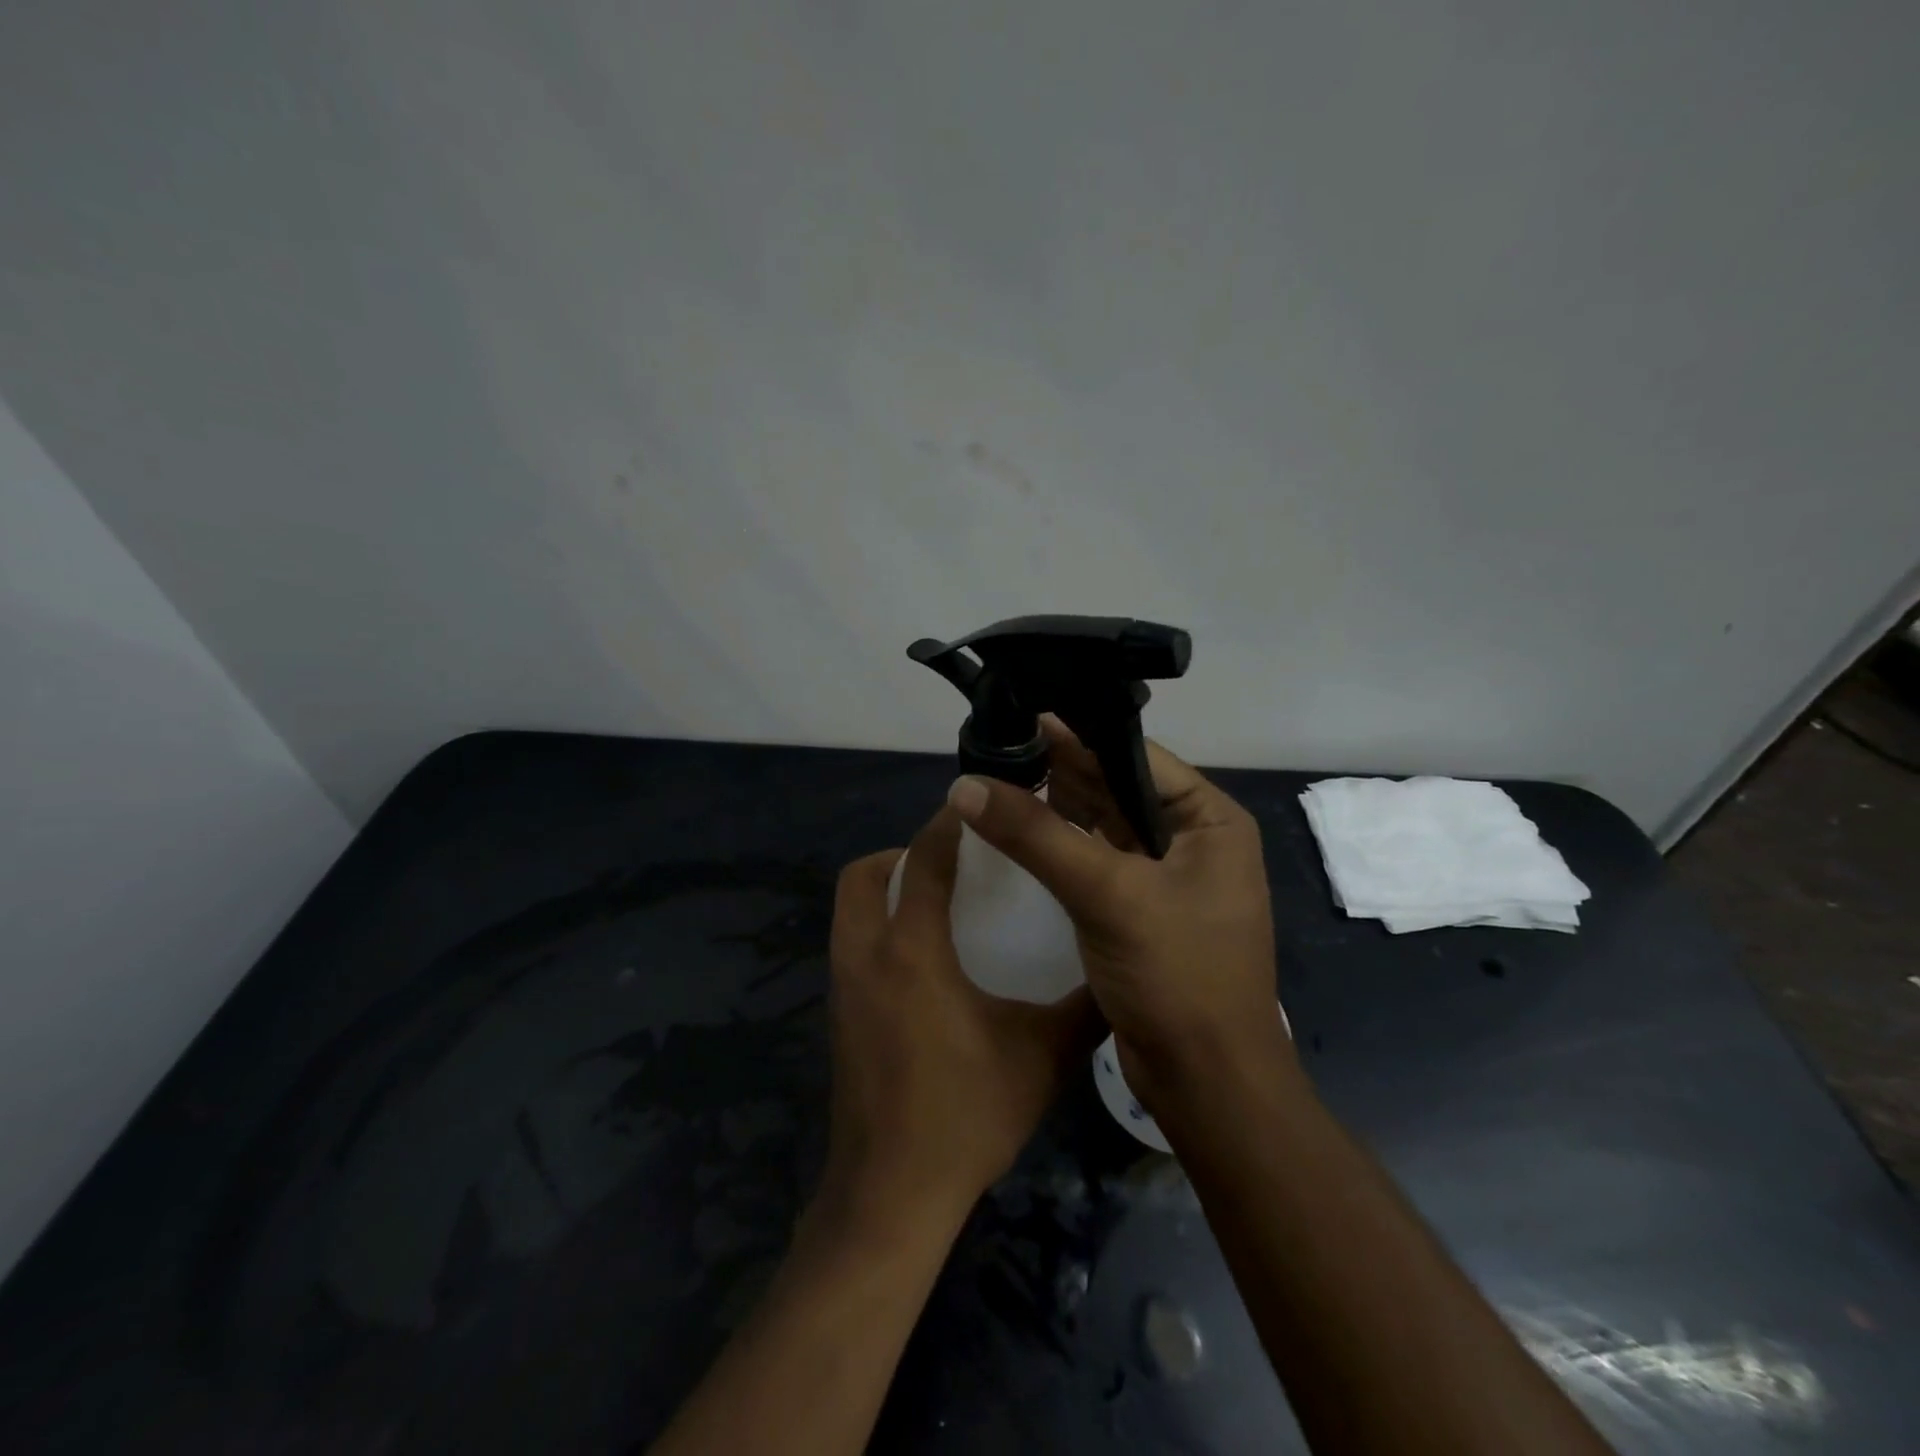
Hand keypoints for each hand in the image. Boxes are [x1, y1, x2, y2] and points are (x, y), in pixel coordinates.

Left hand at [819, 805, 1098, 1232]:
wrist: (892, 1195)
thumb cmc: (966, 1115)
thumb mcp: (1040, 1057)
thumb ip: (1083, 1009)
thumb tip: (1121, 976)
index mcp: (911, 951)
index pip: (921, 860)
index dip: (947, 825)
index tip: (977, 805)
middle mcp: (866, 956)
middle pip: (863, 875)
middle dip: (901, 853)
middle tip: (953, 862)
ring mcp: (843, 988)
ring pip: (851, 909)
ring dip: (888, 890)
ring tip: (943, 903)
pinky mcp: (839, 1016)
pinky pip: (853, 944)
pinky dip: (882, 928)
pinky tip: (927, 960)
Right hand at [945, 718, 1290, 1111]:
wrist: (1207, 1083)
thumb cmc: (1177, 976)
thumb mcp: (1106, 894)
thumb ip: (1036, 835)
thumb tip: (966, 784)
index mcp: (1209, 819)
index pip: (1135, 758)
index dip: (1077, 737)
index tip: (1020, 719)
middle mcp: (1194, 838)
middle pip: (1117, 788)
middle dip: (1062, 770)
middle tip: (999, 748)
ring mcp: (1168, 875)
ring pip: (1103, 824)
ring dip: (1058, 806)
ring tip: (1001, 779)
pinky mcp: (1142, 908)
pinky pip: (1097, 860)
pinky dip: (1062, 845)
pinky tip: (1023, 830)